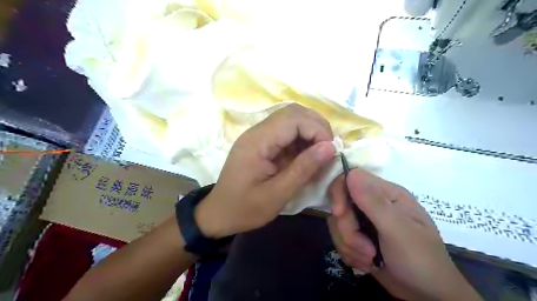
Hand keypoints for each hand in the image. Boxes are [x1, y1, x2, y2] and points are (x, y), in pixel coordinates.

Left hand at [193, 105, 333, 238]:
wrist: (219, 213)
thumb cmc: (245, 208)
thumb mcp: (277, 194)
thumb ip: (303, 169)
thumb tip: (330, 147)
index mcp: (258, 142)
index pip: (293, 119)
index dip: (317, 130)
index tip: (330, 151)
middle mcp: (257, 131)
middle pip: (293, 113)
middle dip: (317, 127)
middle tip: (328, 150)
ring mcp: (258, 135)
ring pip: (291, 119)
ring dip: (310, 131)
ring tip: (320, 153)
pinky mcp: (262, 142)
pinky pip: (286, 132)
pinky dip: (302, 139)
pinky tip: (307, 155)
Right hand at [327, 169, 481, 300]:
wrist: (427, 296)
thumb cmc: (420, 259)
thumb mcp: (398, 230)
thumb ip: (373, 201)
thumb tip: (351, 174)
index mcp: (386, 193)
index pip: (350, 178)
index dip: (339, 193)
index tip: (339, 214)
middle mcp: (373, 203)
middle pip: (340, 204)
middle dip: (347, 229)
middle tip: (365, 249)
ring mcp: (364, 220)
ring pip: (337, 223)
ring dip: (349, 245)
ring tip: (370, 259)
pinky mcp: (359, 237)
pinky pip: (340, 238)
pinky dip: (350, 253)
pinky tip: (367, 263)